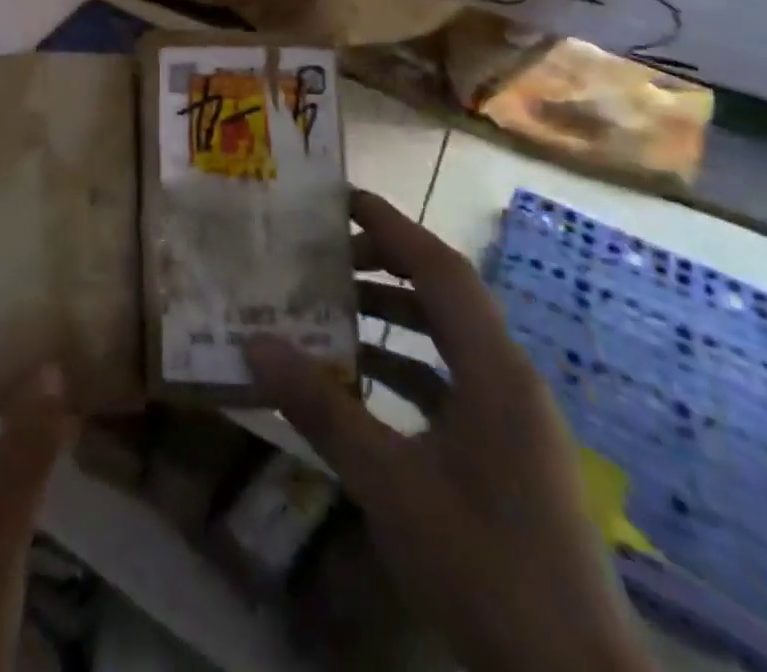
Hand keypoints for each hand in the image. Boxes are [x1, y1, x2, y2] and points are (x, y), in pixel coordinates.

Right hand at [246, 192, 653, 671]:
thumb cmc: (485, 568)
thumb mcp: (389, 484)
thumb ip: (321, 408)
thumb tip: (255, 343)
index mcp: (494, 370)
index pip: (440, 268)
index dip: (391, 226)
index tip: (339, 199)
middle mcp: (508, 380)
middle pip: (443, 296)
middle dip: (382, 267)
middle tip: (321, 256)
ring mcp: (511, 420)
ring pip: (444, 342)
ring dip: (389, 320)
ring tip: (328, 310)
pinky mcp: (505, 455)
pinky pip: (447, 384)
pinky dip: (401, 369)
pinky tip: (357, 385)